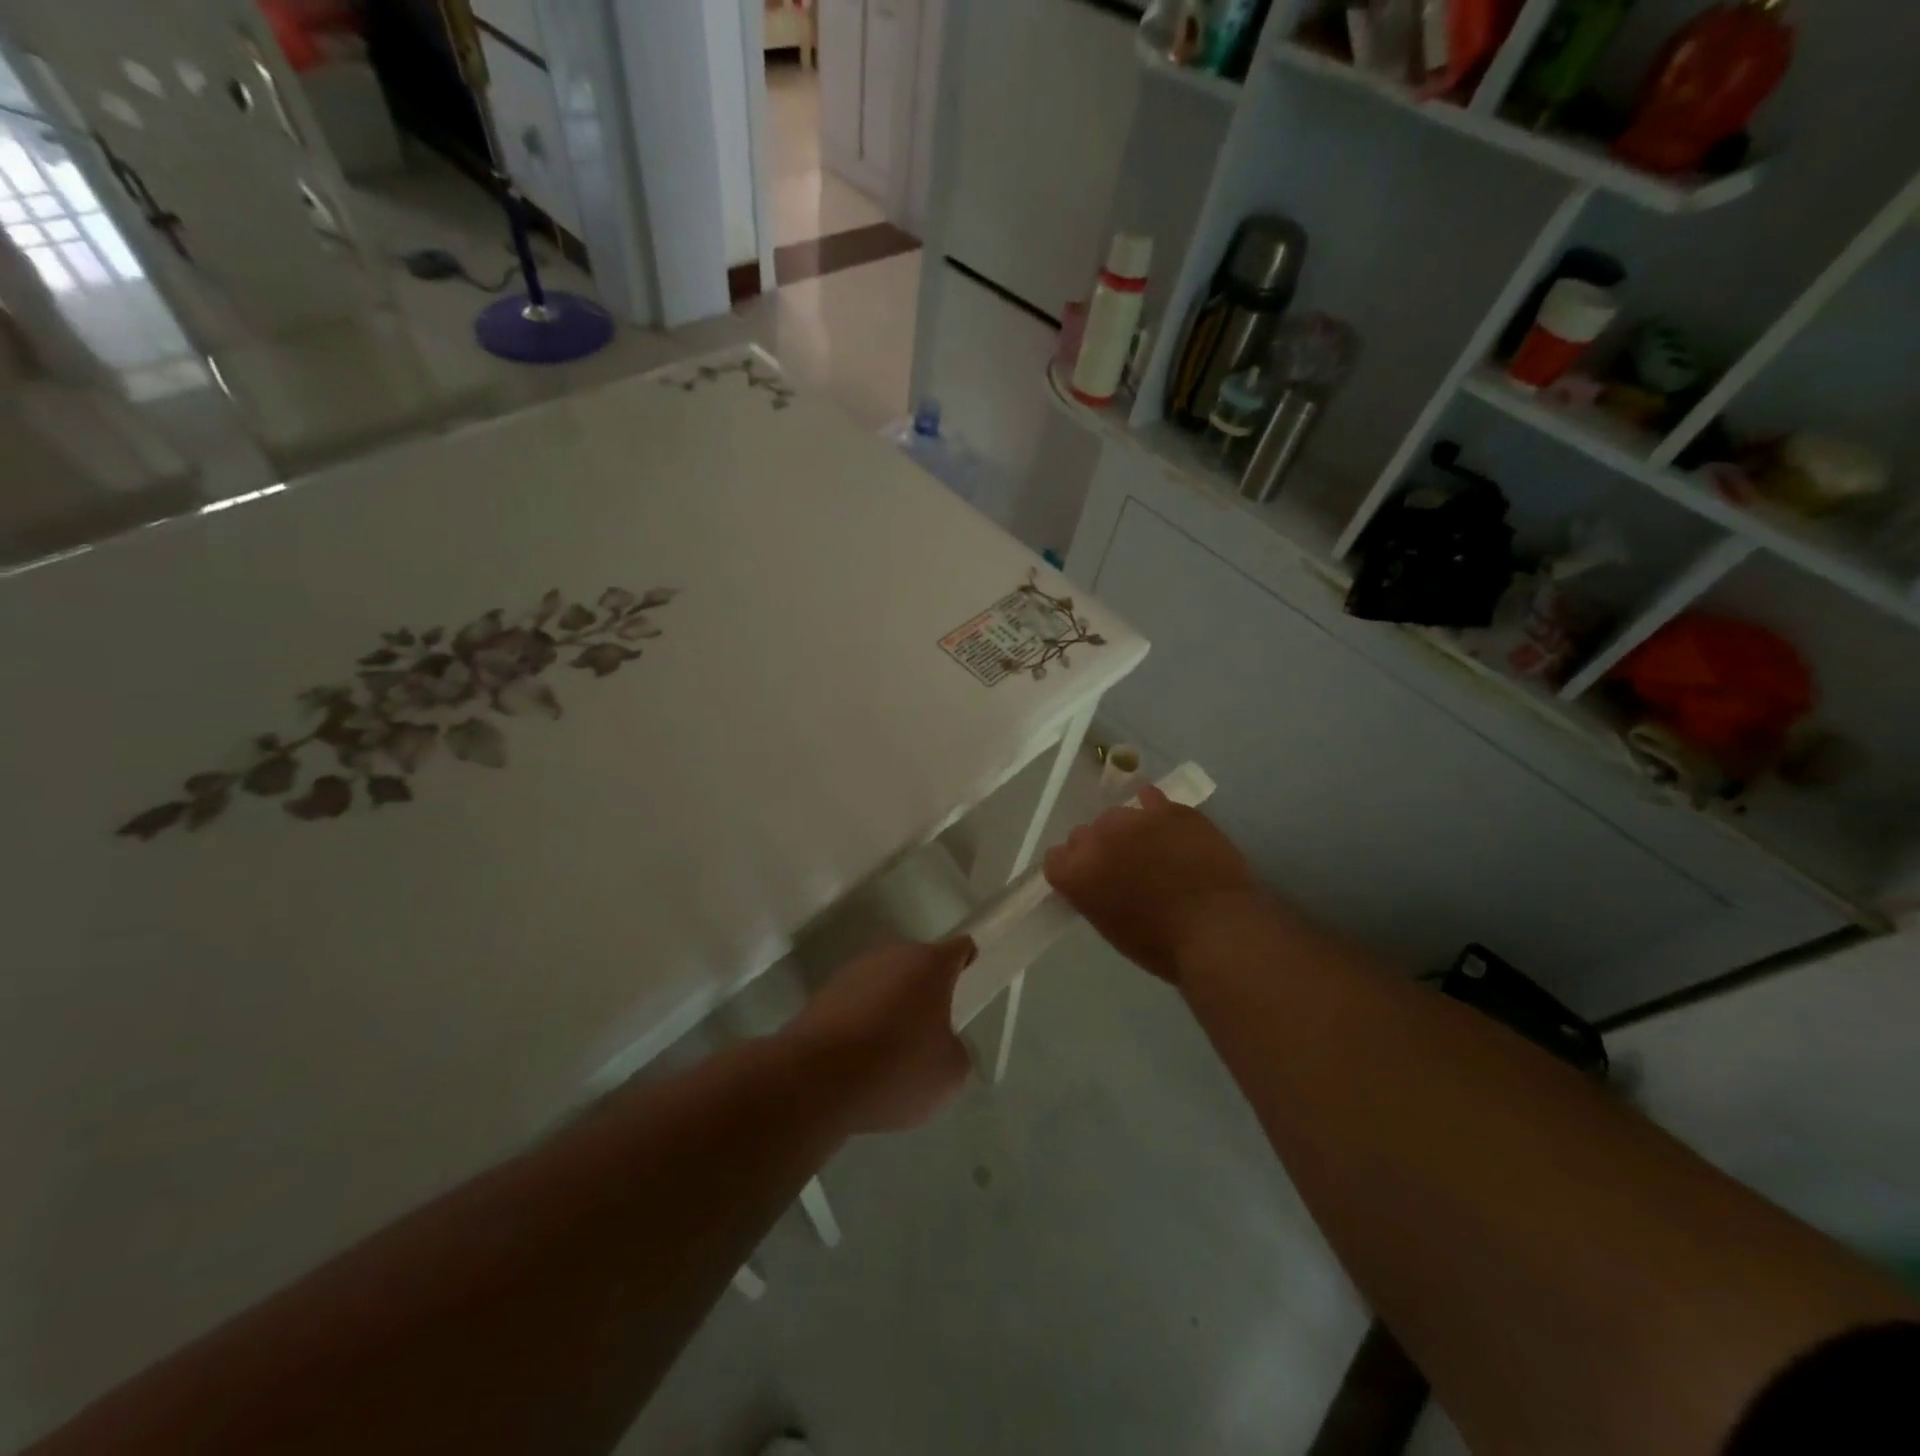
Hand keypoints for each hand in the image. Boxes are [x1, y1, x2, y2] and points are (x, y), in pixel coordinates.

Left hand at [786, 936, 976, 1133]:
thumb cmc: (896, 1067)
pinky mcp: (823, 994)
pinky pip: (856, 1003)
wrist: (815, 1078)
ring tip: (894, 1048)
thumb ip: (956, 1051)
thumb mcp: (949, 1073)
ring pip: (884, 982)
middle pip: (918, 964)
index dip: (967, 960)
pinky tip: (862, 1057)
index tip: (970, 976)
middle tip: (933, 1025)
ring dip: (892, 1004)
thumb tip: (943, 1045)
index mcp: (929, 963)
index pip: (959, 948)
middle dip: (926, 989)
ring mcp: (853, 972)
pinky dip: (863, 1022)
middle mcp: (891, 955)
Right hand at [1044, 785, 1258, 984]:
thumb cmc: (1162, 945)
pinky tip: (1165, 823)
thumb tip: (1101, 883)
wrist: (1217, 930)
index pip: (1055, 858)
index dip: (1072, 868)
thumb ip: (1094, 895)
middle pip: (1084, 834)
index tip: (1090, 879)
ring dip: (1127, 830)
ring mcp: (1134, 819)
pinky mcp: (1169, 809)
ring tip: (1152, 848)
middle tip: (1124, 867)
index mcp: (1077, 874)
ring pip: (1118, 815)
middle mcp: (1097, 839)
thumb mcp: (1112, 927)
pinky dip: (1154, 808)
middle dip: (1099, 848)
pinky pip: (1151, 798)